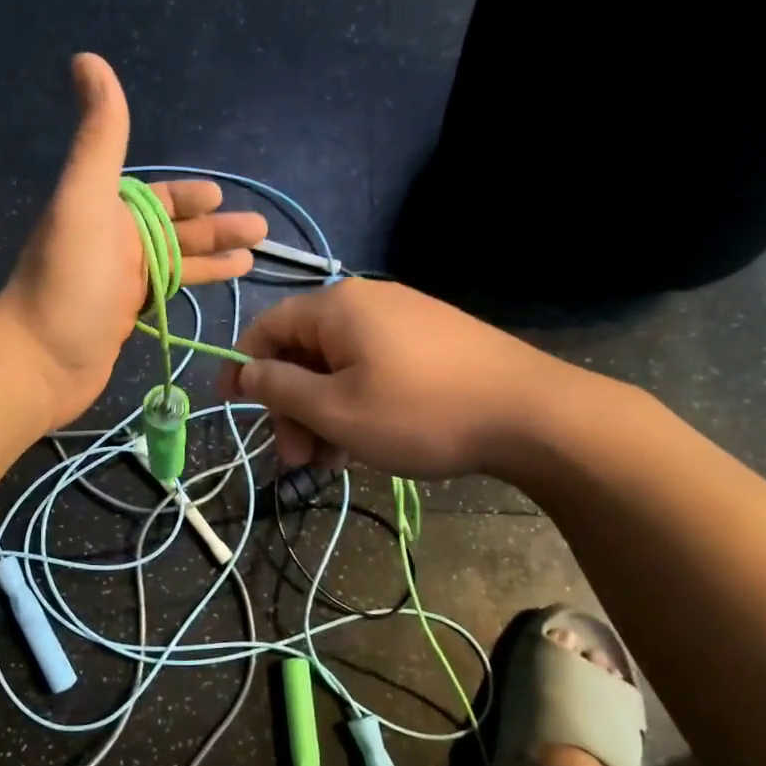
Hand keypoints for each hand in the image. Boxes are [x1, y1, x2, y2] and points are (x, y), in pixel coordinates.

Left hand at [0, 54, 266, 425]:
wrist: (40, 361)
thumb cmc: (70, 281)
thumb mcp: (85, 200)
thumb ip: (99, 136)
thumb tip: (87, 59)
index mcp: (105, 211)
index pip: (155, 197)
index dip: (187, 196)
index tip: (219, 196)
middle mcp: (112, 243)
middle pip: (172, 230)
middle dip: (213, 228)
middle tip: (260, 230)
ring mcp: (118, 284)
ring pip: (174, 263)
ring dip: (212, 258)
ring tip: (254, 259)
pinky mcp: (124, 320)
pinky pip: (166, 294)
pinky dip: (192, 288)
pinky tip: (217, 290)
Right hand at [222, 279, 596, 480]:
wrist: (534, 416)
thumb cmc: (420, 413)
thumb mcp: (336, 410)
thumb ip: (280, 389)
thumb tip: (243, 372)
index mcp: (336, 308)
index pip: (266, 328)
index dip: (242, 367)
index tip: (231, 408)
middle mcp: (367, 302)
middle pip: (303, 352)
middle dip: (291, 407)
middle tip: (298, 460)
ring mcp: (403, 319)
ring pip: (338, 366)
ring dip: (323, 414)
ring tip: (334, 462)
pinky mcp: (431, 341)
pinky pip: (372, 368)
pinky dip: (356, 403)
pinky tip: (365, 443)